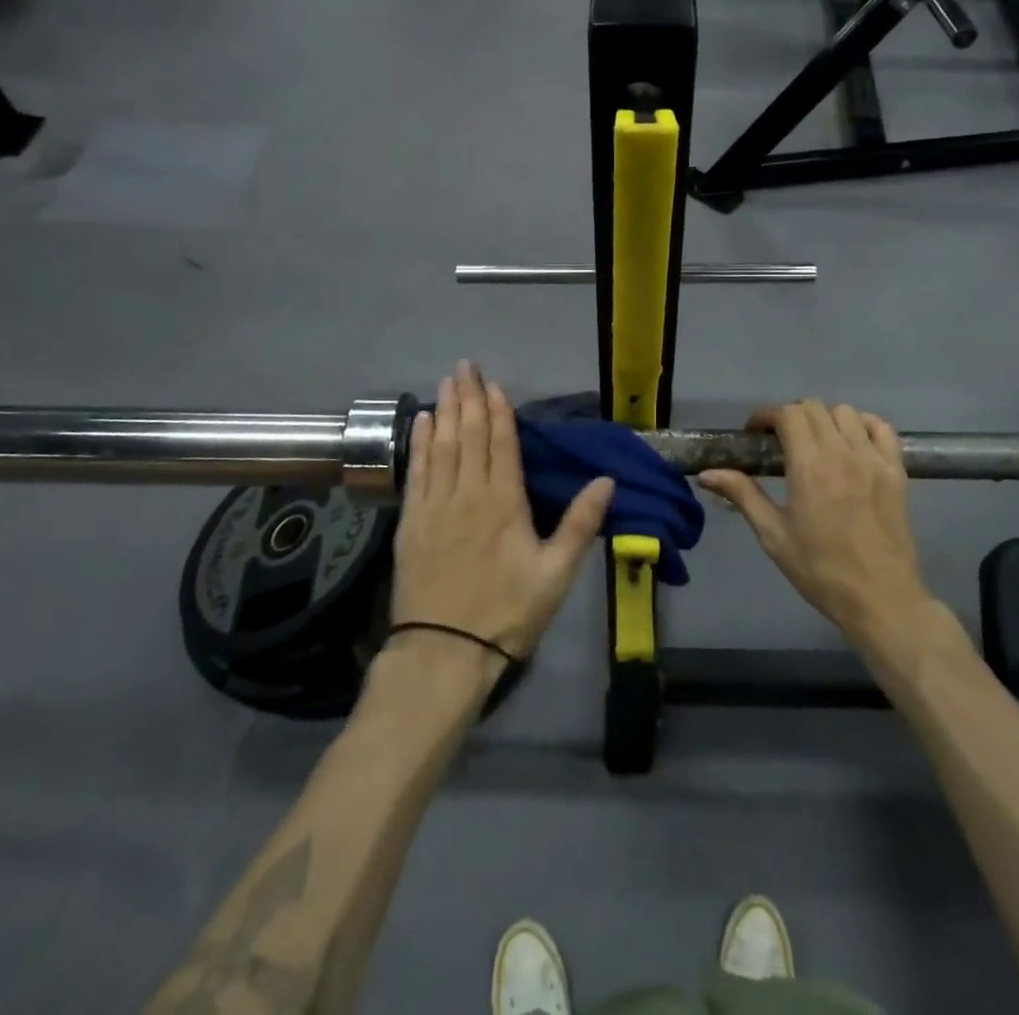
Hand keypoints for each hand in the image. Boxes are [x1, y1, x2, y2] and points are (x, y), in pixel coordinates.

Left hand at [391, 362, 614, 661]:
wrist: (444, 653)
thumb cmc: (508, 613)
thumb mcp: (557, 574)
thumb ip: (580, 524)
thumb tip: (607, 480)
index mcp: (505, 502)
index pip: (502, 444)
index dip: (498, 411)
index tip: (494, 383)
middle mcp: (468, 494)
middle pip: (468, 435)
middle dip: (468, 398)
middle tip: (465, 366)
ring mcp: (435, 506)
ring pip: (441, 446)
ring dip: (443, 411)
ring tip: (445, 382)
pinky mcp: (411, 522)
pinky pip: (417, 471)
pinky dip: (419, 443)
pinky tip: (420, 423)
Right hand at [699, 401, 930, 642]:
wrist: (880, 598)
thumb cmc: (820, 570)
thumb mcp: (773, 535)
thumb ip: (742, 494)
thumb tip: (707, 474)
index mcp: (810, 465)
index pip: (787, 414)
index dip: (766, 416)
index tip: (755, 434)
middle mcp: (842, 452)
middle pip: (814, 408)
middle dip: (791, 416)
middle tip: (780, 442)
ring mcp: (874, 459)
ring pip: (846, 412)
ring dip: (825, 419)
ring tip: (816, 444)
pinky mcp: (897, 471)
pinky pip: (882, 429)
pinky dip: (864, 425)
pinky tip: (852, 445)